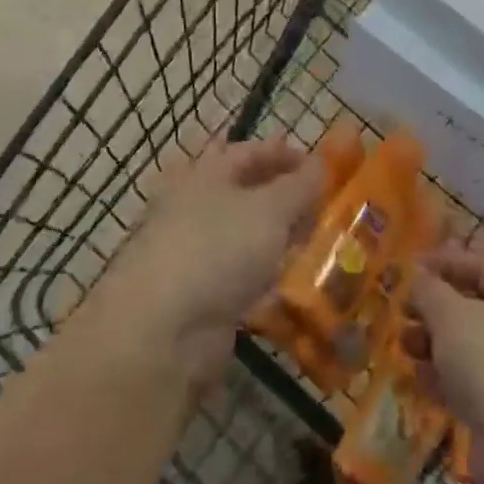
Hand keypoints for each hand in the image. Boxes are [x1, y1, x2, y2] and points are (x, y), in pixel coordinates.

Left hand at [94, 136, 324, 387]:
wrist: (162, 331)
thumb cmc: (218, 249)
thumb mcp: (271, 209)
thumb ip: (300, 186)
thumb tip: (320, 165)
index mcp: (205, 173)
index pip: (248, 152)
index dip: (283, 154)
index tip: (319, 165)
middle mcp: (194, 206)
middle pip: (243, 193)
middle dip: (281, 196)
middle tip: (320, 205)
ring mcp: (192, 252)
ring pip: (242, 234)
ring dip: (274, 236)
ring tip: (313, 242)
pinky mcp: (197, 295)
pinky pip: (238, 274)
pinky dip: (263, 273)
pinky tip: (289, 282)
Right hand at [405, 242, 483, 483]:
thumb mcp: (449, 315)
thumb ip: (428, 290)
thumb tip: (417, 276)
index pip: (476, 263)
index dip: (440, 263)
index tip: (408, 269)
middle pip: (472, 304)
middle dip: (433, 308)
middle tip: (402, 312)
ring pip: (470, 344)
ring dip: (434, 343)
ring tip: (404, 346)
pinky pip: (473, 379)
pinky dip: (446, 376)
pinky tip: (418, 380)